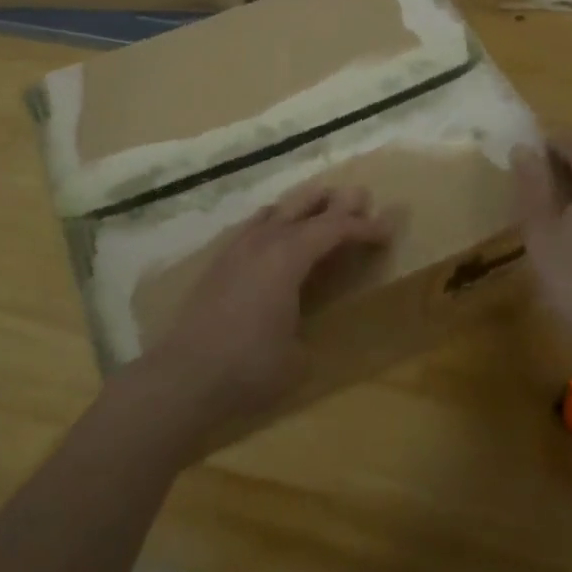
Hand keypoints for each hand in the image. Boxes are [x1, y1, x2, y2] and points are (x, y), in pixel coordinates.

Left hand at [130, 184, 389, 439]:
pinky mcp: (219, 263)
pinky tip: (275, 230)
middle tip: (361, 196)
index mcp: (288, 258)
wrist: (183, 375)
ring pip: (276, 211)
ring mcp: (237, 249)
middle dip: (335, 202)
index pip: (334, 229)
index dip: (364, 227)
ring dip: (302, 204)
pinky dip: (275, 220)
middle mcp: (263, 242)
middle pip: (304, 207)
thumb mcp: (297, 358)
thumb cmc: (248, 367)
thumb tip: (305, 332)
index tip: (388, 228)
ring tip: (320, 203)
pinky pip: (254, 226)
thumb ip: (308, 334)